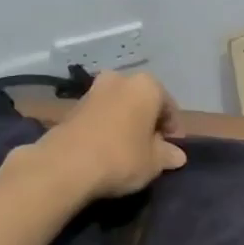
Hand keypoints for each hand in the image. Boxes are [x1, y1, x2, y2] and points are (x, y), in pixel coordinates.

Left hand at [38, 71, 186, 199]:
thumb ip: (168, 155)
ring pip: (120, 107)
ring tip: (129, 150)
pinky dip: (107, 128)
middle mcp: (120, 79)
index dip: (173, 129)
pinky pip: (100, 116)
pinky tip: (108, 149)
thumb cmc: (122, 157)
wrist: (66, 165)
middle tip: (151, 147)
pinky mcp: (72, 107)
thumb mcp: (154, 162)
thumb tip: (177, 156)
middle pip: (142, 102)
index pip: (168, 106)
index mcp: (147, 86)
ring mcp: (93, 91)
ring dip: (127, 124)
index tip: (172, 148)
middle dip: (148, 122)